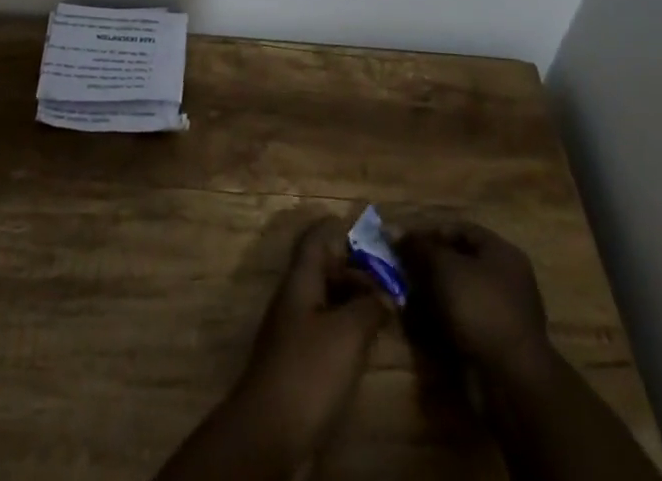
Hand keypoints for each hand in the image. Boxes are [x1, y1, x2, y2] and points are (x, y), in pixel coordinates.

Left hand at [233, 216, 392, 452]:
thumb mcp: (348, 332)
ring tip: (388, 311)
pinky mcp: (300, 363)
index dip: (340, 228)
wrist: (271, 433)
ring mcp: (295, 331)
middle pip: (324, 268)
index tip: (372, 232)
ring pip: (327, 300)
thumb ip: (370, 306)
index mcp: (301, 279)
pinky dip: (349, 328)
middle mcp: (295, 298)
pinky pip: (327, 330)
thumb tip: (386, 293)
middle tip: (391, 279)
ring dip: (355, 300)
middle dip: (356, 268)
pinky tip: (369, 344)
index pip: (316, 237)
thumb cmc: (309, 370)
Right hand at [396, 223, 551, 381]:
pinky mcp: (492, 343)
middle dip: (427, 266)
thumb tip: (394, 230)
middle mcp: (505, 279)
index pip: (460, 230)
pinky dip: (439, 321)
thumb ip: (419, 247)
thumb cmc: (480, 308)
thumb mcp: (444, 267)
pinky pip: (460, 322)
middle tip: (400, 271)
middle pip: (458, 263)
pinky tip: (418, 324)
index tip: (403, 243)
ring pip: (456, 294)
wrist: (511, 381)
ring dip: (430, 294)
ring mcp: (500, 314)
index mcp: (501, 253)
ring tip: (404, 297)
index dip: (429, 232)